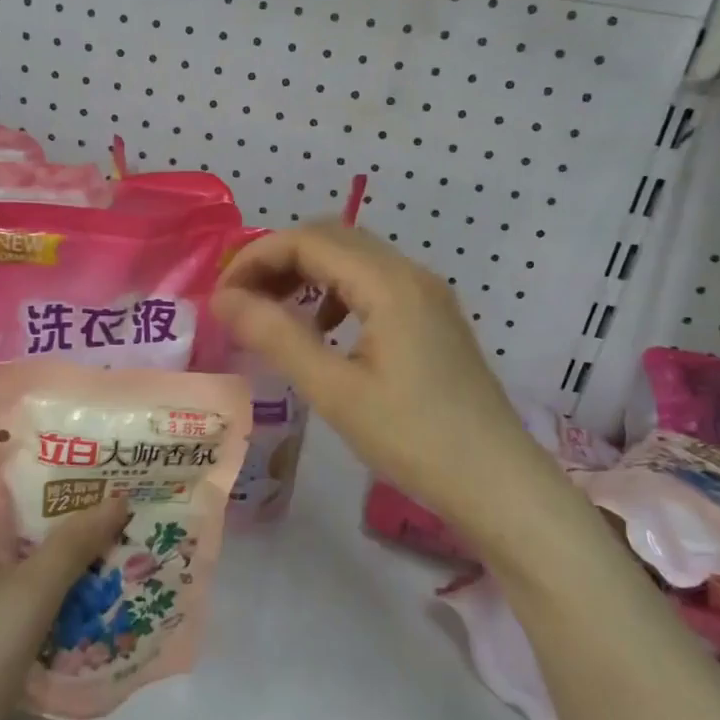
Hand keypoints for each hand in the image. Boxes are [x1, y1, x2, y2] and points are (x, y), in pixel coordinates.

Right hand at [212, 222, 546, 532]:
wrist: (497, 482)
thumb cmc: (413, 438)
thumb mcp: (335, 390)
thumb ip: (276, 336)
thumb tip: (224, 300)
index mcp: (388, 283)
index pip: (307, 240)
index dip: (255, 258)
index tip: (222, 297)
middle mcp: (410, 273)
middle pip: (330, 237)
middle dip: (277, 259)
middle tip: (240, 300)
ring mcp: (426, 293)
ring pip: (352, 257)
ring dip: (306, 272)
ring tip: (272, 311)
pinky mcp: (432, 316)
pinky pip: (372, 282)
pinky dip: (335, 291)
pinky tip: (323, 330)